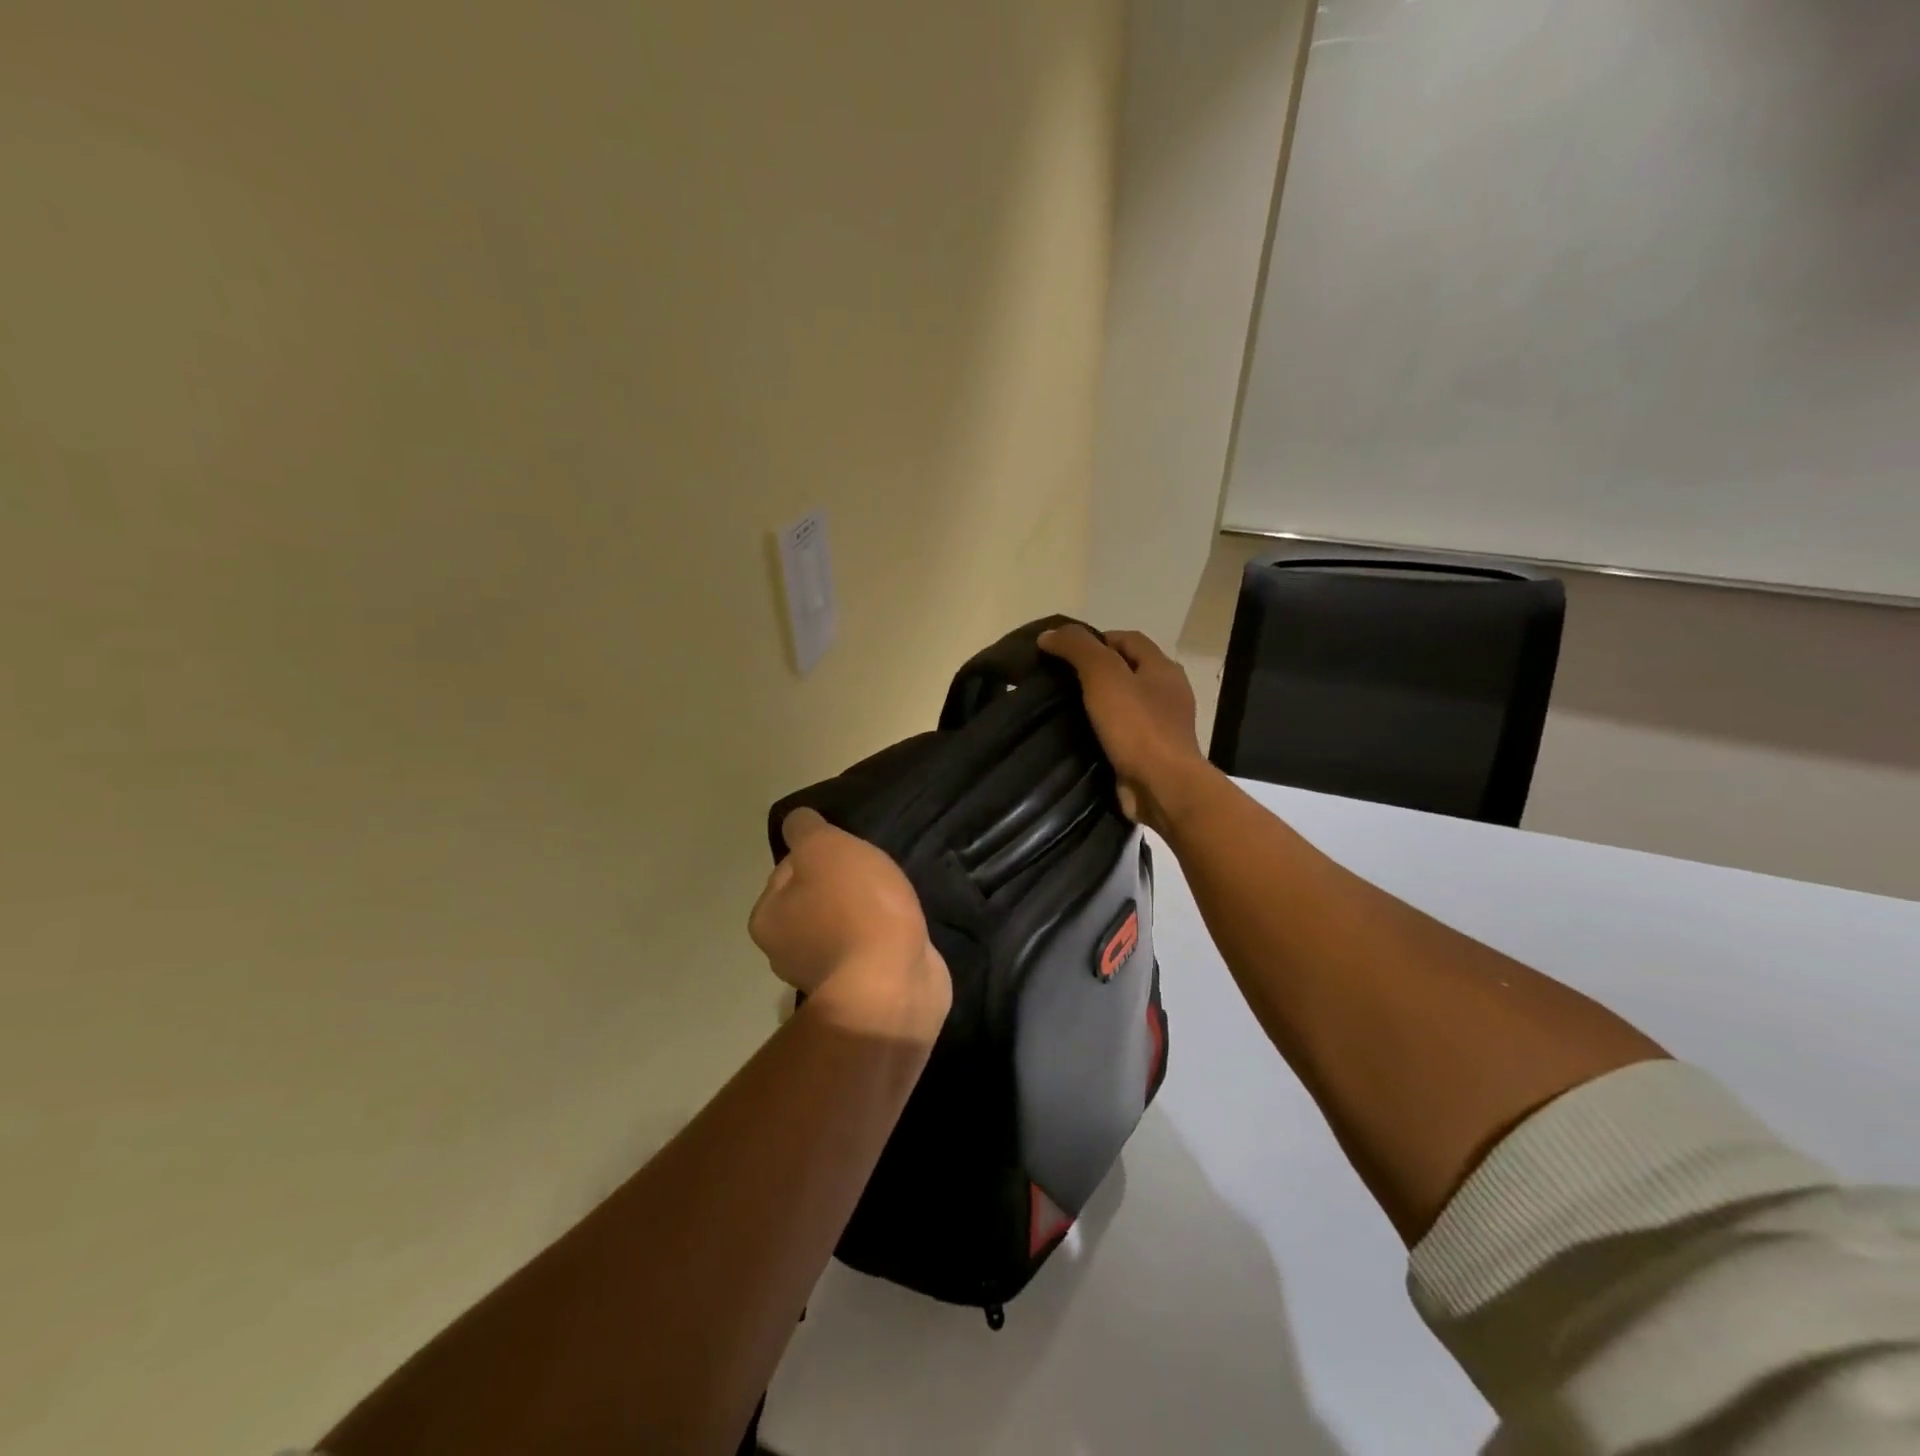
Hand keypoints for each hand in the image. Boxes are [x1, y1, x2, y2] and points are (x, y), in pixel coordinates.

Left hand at [749, 808, 950, 1041]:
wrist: (893, 983)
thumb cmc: (854, 908)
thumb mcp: (824, 847)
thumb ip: (806, 829)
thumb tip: (798, 823)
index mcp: (768, 918)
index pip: (787, 870)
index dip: (819, 854)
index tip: (849, 854)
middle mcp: (786, 951)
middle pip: (814, 900)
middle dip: (842, 887)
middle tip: (875, 875)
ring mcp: (824, 976)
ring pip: (842, 926)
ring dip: (864, 915)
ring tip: (894, 901)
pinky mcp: (861, 992)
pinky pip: (869, 951)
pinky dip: (882, 939)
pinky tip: (903, 930)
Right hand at [1039, 624, 1209, 832]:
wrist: (1162, 787)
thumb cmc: (1136, 726)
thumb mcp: (1103, 676)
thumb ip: (1077, 649)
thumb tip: (1048, 635)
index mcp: (1162, 668)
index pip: (1128, 639)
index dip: (1096, 639)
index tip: (1064, 651)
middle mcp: (1167, 693)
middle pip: (1128, 670)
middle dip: (1096, 671)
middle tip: (1059, 680)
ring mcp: (1163, 726)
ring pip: (1125, 703)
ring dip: (1099, 703)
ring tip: (1064, 709)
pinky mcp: (1152, 754)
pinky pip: (1124, 733)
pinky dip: (1104, 731)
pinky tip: (1080, 737)